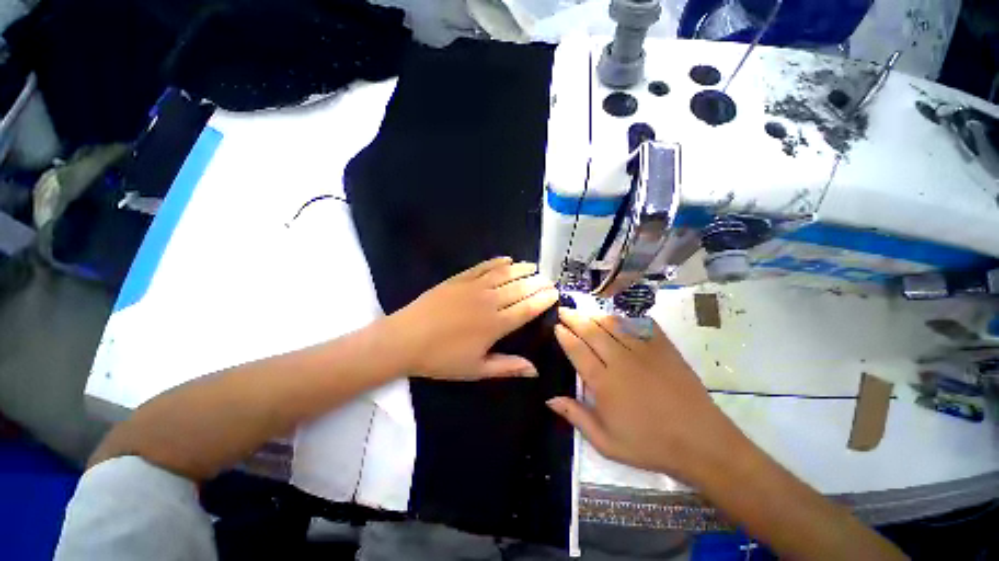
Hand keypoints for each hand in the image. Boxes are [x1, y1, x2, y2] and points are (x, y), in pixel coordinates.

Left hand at [387, 257, 559, 380]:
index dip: (543, 299)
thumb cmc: (441, 359)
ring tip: (534, 267)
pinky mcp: (459, 279)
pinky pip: (483, 267)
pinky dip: (497, 262)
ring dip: (522, 269)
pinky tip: (507, 259)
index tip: (554, 293)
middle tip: (548, 279)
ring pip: (504, 274)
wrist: (405, 339)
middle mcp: (489, 302)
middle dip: (537, 283)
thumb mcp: (476, 370)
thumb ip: (507, 367)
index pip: (527, 308)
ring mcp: (473, 287)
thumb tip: (535, 370)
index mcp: (496, 325)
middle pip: (520, 289)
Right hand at [548, 308, 749, 483]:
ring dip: (595, 316)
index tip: (556, 325)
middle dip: (574, 318)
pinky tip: (620, 316)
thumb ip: (576, 417)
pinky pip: (641, 324)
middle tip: (563, 309)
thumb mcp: (606, 443)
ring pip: (613, 324)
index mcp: (604, 383)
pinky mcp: (664, 348)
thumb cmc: (650, 445)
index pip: (577, 350)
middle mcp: (620, 361)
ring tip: (585, 312)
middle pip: (591, 331)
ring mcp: (644, 351)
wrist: (701, 443)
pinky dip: (627, 318)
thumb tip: (549, 398)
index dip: (564, 335)